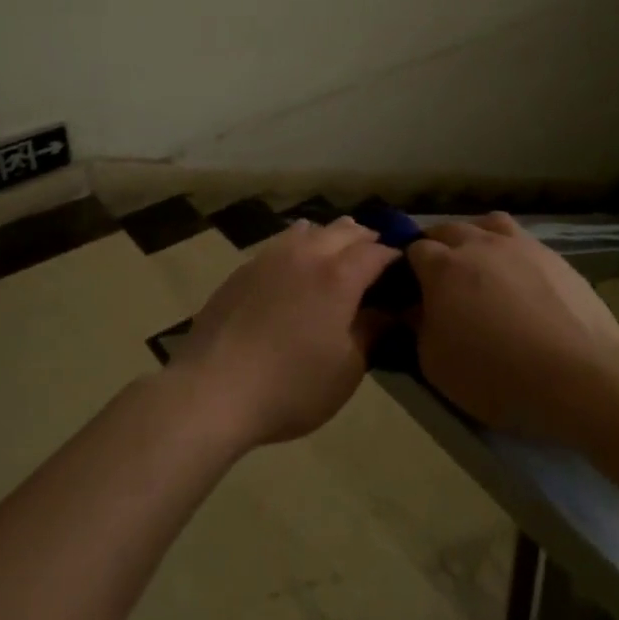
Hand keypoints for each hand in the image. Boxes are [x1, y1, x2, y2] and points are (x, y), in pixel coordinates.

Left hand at [169, 218, 397, 449]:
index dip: (394, 258)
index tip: (404, 270)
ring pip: (309, 229)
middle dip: (365, 240)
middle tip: (375, 259)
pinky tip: (296, 268)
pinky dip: (299, 246)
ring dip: (330, 237)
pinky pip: (281, 243)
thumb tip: (387, 312)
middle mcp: (307, 254)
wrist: (214, 389)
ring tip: (336, 256)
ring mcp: (271, 257)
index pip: (376, 252)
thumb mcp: (346, 370)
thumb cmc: (291, 386)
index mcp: (338, 276)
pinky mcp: (244, 268)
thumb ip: (371, 333)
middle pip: (344, 230)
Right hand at [408, 214, 618, 439]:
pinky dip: (512, 253)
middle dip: (438, 247)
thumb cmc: (496, 373)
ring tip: (481, 264)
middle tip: (442, 278)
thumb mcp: (436, 364)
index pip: (414, 249)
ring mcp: (519, 244)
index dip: (409, 267)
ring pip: (487, 224)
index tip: (410, 289)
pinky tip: (519, 278)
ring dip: (477, 238)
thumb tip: (413, 308)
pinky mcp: (553, 256)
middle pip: (448, 229)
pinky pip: (522, 241)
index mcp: (442, 266)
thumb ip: (418, 328)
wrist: (577, 374)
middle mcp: (478, 243)